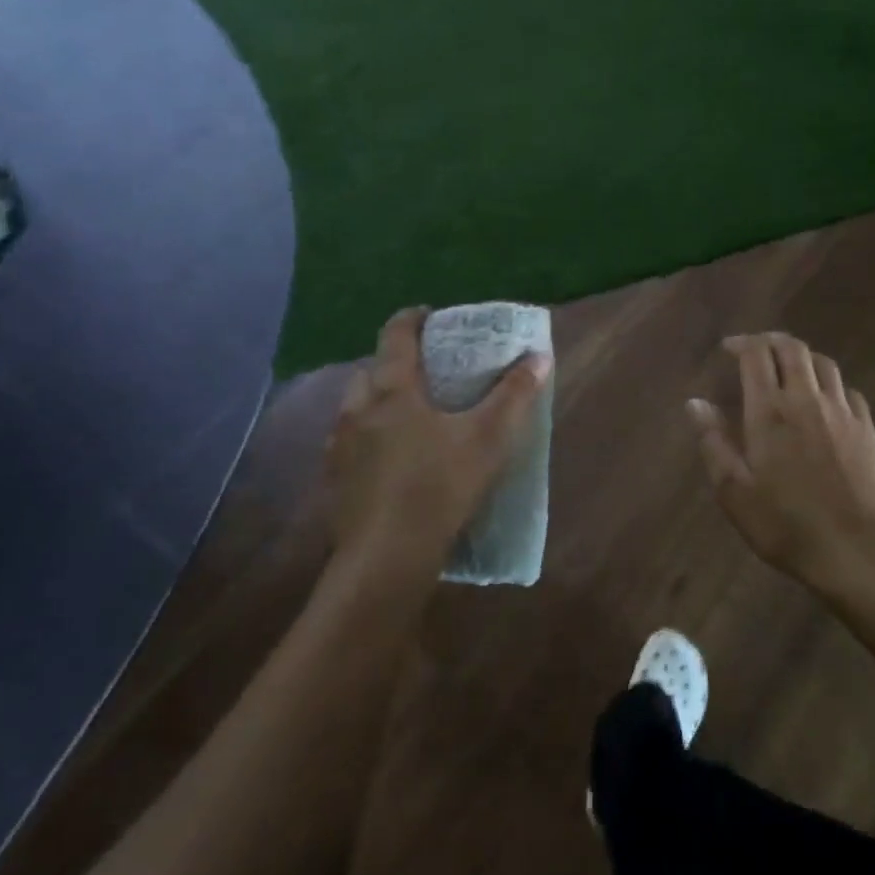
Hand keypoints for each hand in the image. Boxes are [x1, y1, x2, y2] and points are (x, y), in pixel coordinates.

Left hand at [325, 307, 550, 576]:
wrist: (385, 559)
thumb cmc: (438, 487)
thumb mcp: (488, 439)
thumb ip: (515, 395)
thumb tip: (539, 356)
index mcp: (391, 390)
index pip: (396, 335)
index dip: (413, 318)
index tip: (431, 315)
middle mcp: (357, 410)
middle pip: (372, 370)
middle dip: (396, 363)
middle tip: (427, 372)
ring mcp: (340, 447)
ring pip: (357, 408)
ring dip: (380, 402)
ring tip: (412, 416)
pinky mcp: (336, 481)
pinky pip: (352, 444)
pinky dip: (371, 439)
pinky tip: (394, 461)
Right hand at [688, 333, 874, 582]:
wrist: (856, 549)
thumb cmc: (785, 524)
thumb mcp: (734, 491)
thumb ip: (714, 442)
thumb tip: (695, 403)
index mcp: (770, 411)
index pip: (757, 355)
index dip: (741, 344)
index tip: (728, 349)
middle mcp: (807, 400)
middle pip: (793, 348)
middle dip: (771, 340)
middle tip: (756, 349)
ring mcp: (842, 412)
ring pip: (824, 363)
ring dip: (802, 357)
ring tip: (788, 368)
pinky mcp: (866, 428)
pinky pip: (847, 390)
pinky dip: (829, 384)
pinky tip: (823, 400)